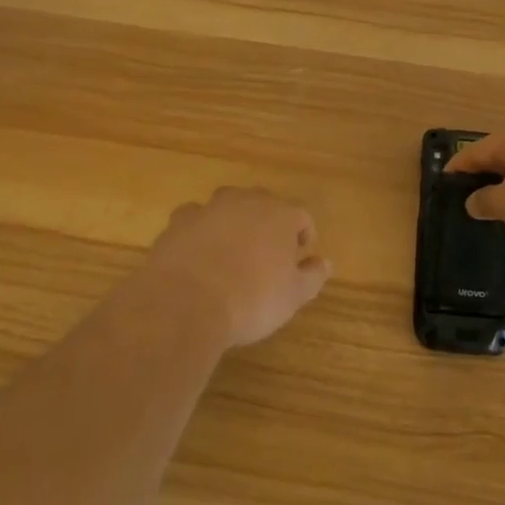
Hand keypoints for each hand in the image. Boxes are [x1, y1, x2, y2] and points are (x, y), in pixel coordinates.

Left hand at [144, 188, 331, 347]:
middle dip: (268, 225)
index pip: (302, 215)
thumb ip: (312, 276)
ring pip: (228, 206)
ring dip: (233, 223)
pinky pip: (195, 219)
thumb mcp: (292, 296)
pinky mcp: (179, 221)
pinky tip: (197, 254)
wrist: (186, 302)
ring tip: (230, 253)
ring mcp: (211, 208)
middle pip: (264, 204)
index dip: (303, 236)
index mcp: (281, 215)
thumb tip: (325, 263)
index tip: (299, 258)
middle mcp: (247, 202)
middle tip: (266, 256)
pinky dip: (199, 231)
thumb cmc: (251, 299)